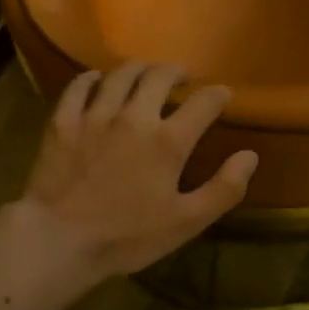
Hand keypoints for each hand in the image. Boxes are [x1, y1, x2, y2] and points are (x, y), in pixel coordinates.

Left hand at [19, 62, 257, 278]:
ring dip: (137, 69)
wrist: (59, 240)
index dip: (217, 95)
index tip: (223, 95)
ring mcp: (94, 115)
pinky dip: (92, 78)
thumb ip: (223, 189)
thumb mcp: (186, 222)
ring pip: (119, 74)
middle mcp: (134, 116)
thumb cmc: (127, 236)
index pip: (203, 103)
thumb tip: (250, 155)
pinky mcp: (62, 122)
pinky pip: (78, 86)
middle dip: (176, 72)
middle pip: (159, 76)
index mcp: (168, 141)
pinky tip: (97, 80)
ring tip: (144, 73)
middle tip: (181, 78)